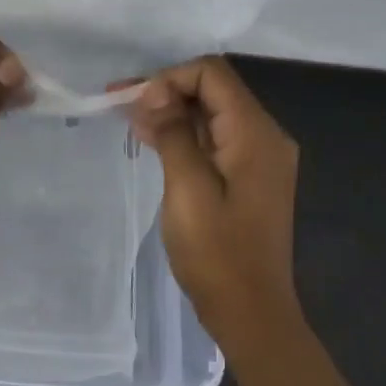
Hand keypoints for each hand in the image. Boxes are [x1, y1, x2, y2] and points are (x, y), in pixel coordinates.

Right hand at [125, 56, 301, 352]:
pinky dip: (184, 134)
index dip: (170, 78)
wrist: (250, 311)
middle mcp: (265, 136)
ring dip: (172, 111)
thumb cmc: (217, 253)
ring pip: (212, 113)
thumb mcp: (188, 189)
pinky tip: (152, 140)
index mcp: (256, 134)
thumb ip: (173, 133)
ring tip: (129, 121)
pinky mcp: (249, 175)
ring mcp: (259, 157)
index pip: (213, 74)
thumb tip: (154, 93)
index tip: (135, 103)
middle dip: (167, 91)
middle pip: (214, 90)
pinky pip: (215, 138)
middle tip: (120, 104)